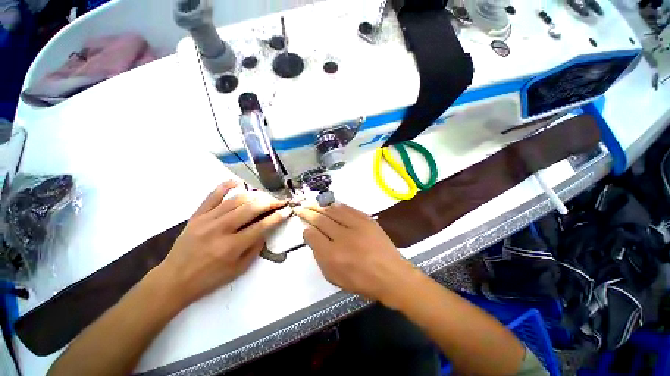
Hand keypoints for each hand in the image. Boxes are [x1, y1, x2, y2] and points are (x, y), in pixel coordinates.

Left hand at [157, 181, 291, 304]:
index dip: (277, 217)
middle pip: (251, 209)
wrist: (174, 280)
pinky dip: (225, 186)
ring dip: (254, 196)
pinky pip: (212, 196)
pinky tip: (237, 182)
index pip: (261, 226)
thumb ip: (255, 248)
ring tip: (264, 197)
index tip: (287, 210)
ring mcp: (207, 220)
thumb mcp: (238, 269)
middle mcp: (221, 230)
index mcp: (232, 247)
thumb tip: (266, 230)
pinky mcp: (197, 216)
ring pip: (236, 200)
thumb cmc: (209, 278)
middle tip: (279, 201)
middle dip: (269, 203)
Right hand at [295, 203, 414, 302]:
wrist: (390, 274)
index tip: (304, 226)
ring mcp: (356, 226)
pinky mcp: (366, 219)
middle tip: (301, 208)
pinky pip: (347, 208)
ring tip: (312, 203)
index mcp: (332, 255)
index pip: (313, 235)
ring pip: (333, 210)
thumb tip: (312, 236)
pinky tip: (330, 204)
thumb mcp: (335, 277)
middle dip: (309, 213)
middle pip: (321, 220)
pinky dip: (336, 205)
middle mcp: (342, 237)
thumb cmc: (361, 280)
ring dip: (320, 206)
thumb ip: (320, 256)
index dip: (306, 229)